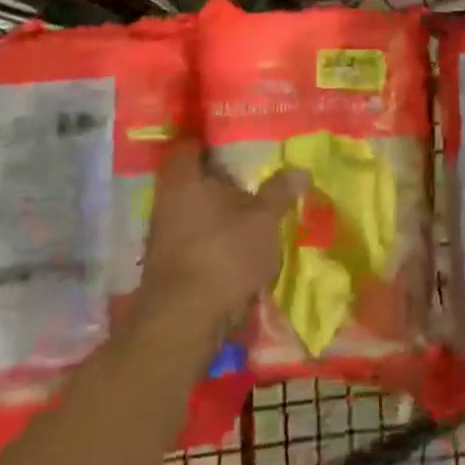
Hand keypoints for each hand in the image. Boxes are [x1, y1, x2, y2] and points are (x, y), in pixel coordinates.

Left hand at [139, 142, 306, 333]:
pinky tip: (239, 248)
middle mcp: (165, 204)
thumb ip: (280, 191)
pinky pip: (194, 241)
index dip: (208, 141)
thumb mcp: (263, 218)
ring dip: (218, 214)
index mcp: (182, 180)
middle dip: (219, 180)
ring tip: (253, 214)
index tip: (234, 141)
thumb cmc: (223, 253)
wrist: (184, 323)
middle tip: (252, 176)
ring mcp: (163, 239)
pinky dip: (214, 240)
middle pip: (191, 181)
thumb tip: (301, 169)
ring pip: (193, 213)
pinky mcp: (168, 269)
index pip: (187, 146)